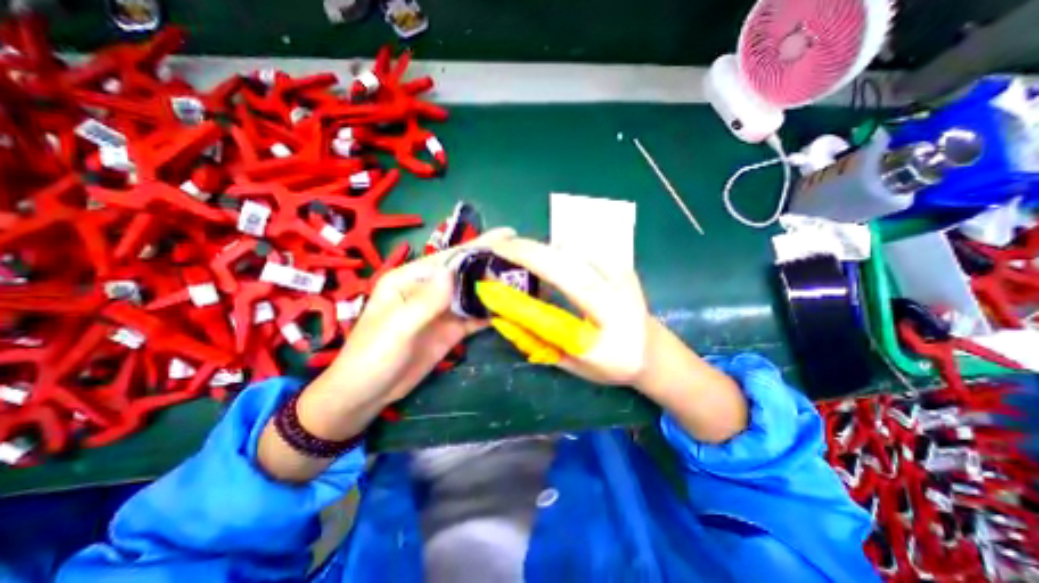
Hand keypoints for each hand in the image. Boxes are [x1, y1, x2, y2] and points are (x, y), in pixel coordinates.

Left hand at [258, 229, 514, 483]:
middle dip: (493, 264)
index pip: (449, 258)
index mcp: (410, 279)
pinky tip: (511, 307)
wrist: (366, 395)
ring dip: (496, 288)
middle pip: (466, 273)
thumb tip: (453, 272)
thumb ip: (425, 300)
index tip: (509, 235)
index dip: (479, 246)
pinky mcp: (451, 330)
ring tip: (525, 279)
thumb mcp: (396, 327)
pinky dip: (491, 312)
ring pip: (473, 294)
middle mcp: (429, 289)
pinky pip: (474, 317)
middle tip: (525, 258)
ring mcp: (442, 310)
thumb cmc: (372, 356)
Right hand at [484, 236, 741, 440]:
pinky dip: (555, 250)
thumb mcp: (574, 363)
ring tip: (516, 257)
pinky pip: (579, 249)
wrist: (653, 350)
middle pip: (567, 259)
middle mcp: (618, 287)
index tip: (497, 259)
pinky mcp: (620, 262)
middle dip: (528, 249)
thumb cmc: (613, 363)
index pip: (564, 285)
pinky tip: (544, 260)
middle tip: (498, 247)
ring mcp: (621, 270)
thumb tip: (503, 316)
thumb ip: (539, 340)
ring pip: (572, 248)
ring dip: (540, 249)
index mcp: (609, 319)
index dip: (529, 268)